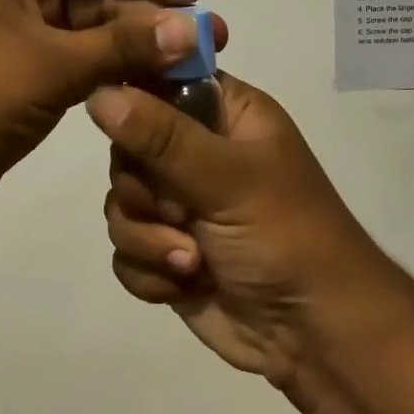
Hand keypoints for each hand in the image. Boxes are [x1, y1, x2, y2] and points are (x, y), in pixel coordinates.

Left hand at [0, 0, 223, 248]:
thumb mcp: (49, 63)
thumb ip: (123, 44)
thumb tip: (192, 27)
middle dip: (152, 16)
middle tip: (210, 43)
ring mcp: (17, 43)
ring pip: (91, 35)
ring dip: (137, 49)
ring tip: (190, 71)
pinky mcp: (19, 85)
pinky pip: (77, 69)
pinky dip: (113, 76)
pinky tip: (151, 91)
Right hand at [86, 73, 379, 386]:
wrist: (314, 334)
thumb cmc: (286, 236)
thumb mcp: (227, 178)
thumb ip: (161, 136)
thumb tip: (99, 93)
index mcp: (226, 114)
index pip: (162, 79)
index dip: (134, 98)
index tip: (122, 127)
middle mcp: (198, 151)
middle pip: (127, 146)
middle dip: (143, 190)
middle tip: (177, 210)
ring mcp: (180, 204)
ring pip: (120, 202)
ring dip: (149, 237)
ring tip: (192, 261)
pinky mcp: (167, 251)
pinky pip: (125, 249)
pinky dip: (149, 271)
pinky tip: (186, 284)